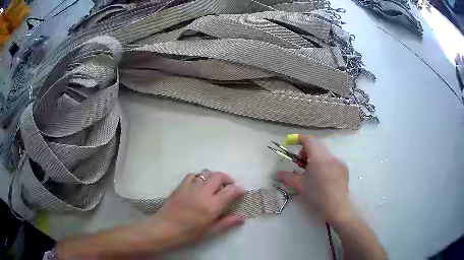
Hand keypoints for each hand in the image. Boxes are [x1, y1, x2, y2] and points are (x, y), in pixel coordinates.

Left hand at [146, 170, 245, 250]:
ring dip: (214, 177)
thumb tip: (242, 217)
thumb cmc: (188, 233)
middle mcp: (203, 193)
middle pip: (219, 176)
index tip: (241, 192)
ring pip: (207, 173)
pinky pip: (193, 175)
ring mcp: (191, 187)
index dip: (239, 189)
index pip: (231, 190)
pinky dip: (200, 177)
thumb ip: (227, 223)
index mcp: (212, 206)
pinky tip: (199, 185)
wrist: (165, 228)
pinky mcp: (181, 185)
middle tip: (229, 187)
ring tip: (215, 186)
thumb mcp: (210, 231)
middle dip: (228, 179)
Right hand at [276, 135, 349, 223]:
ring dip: (316, 158)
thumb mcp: (299, 185)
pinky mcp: (344, 169)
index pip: (307, 140)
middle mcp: (329, 155)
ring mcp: (338, 162)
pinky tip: (324, 178)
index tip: (291, 142)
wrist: (335, 206)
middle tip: (301, 164)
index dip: (298, 139)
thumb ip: (287, 177)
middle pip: (316, 146)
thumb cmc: (316, 194)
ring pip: (325, 154)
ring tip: (313, 172)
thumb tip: (277, 173)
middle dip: (307, 151)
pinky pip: (333, 162)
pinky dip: (326, 165)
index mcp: (317, 157)